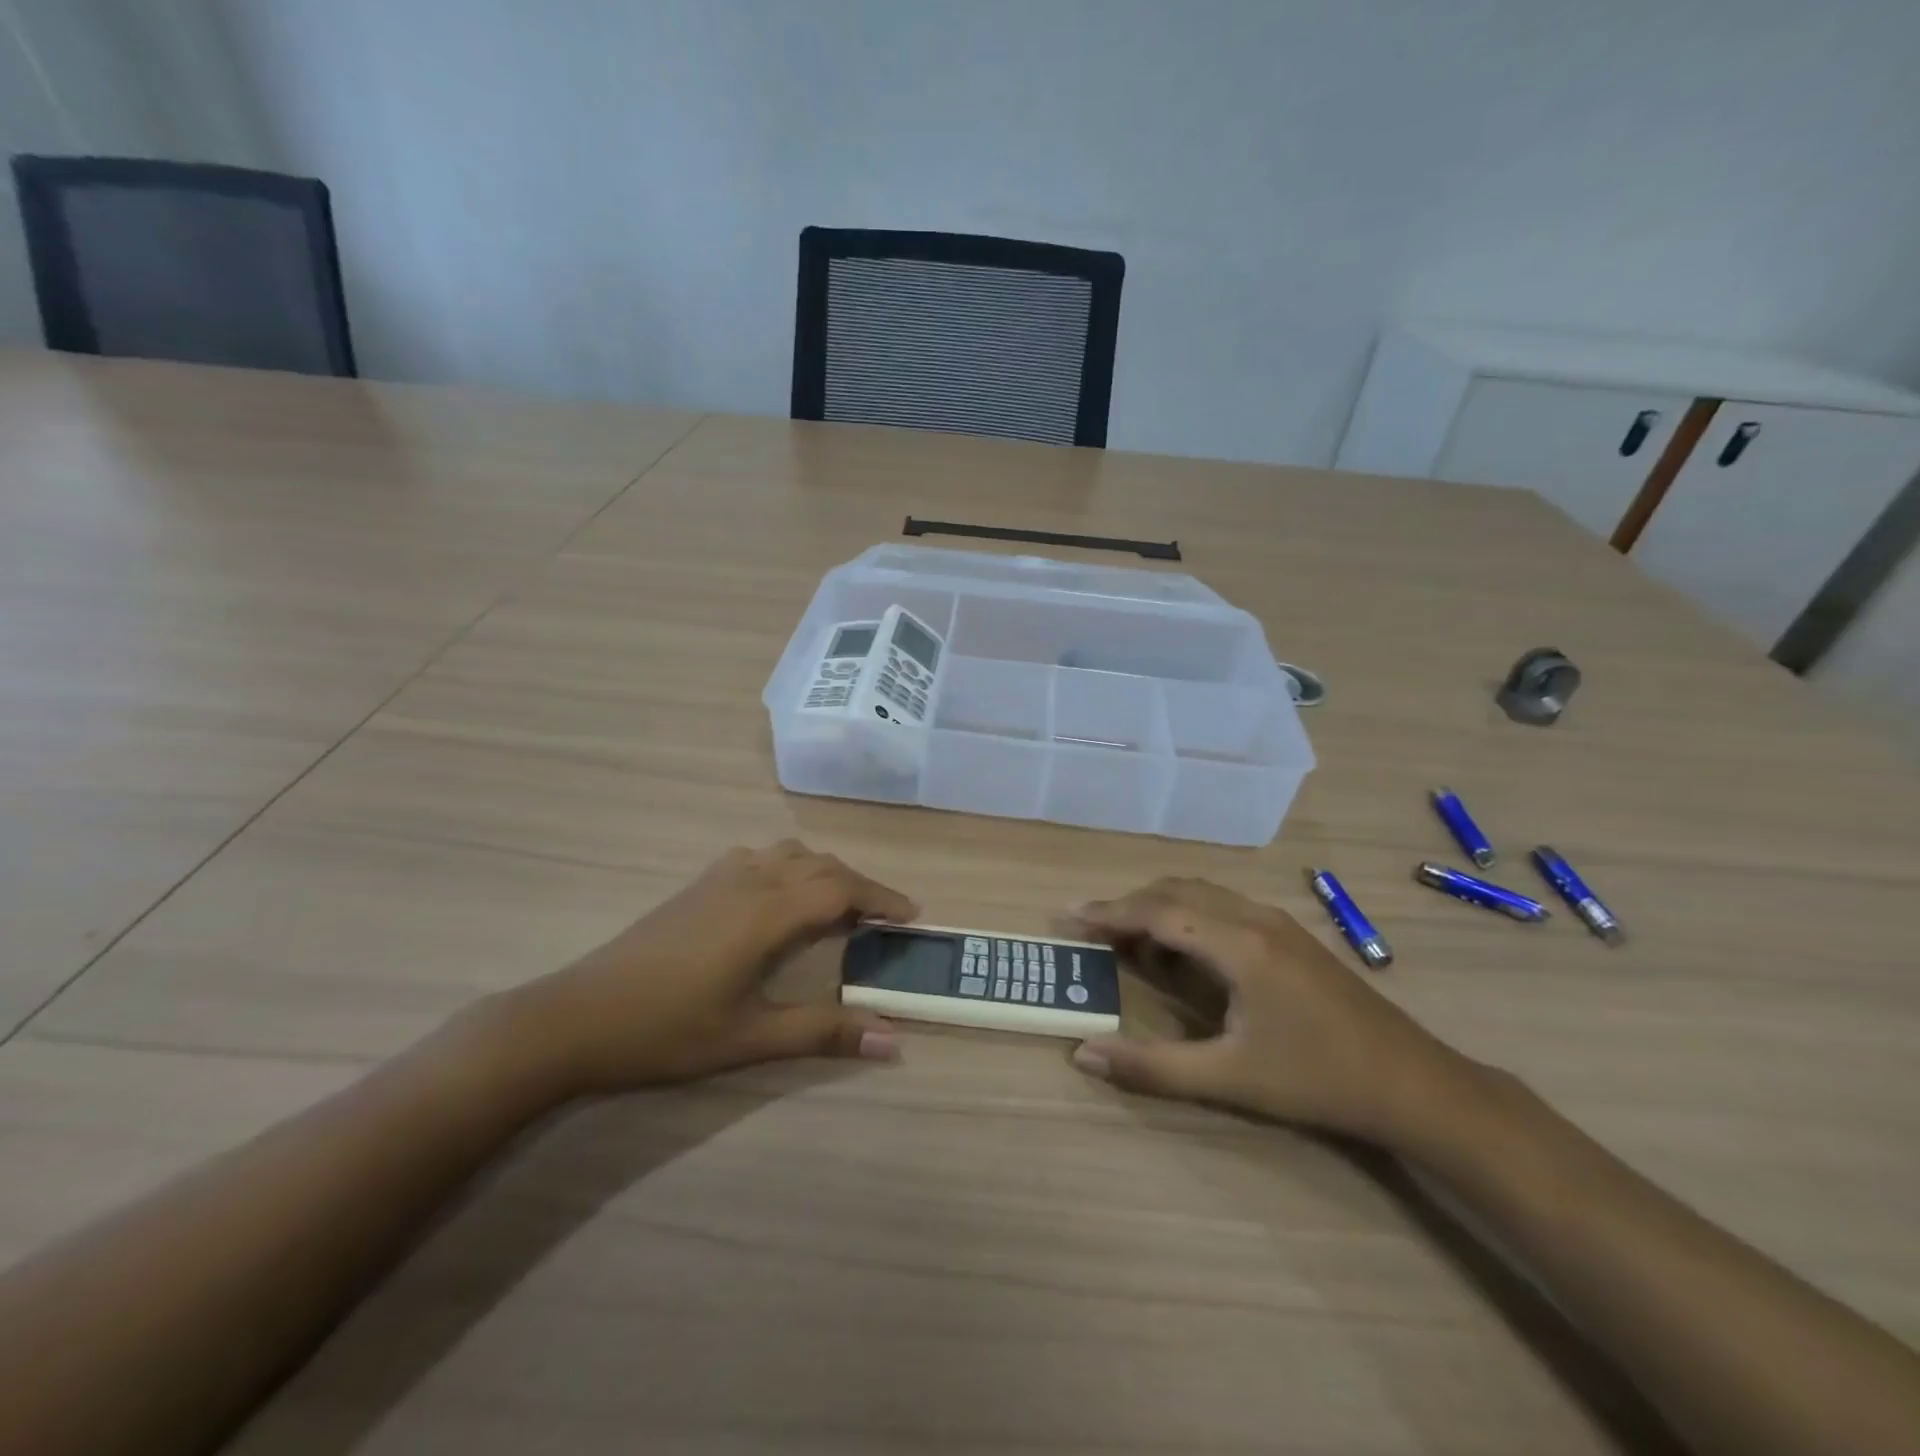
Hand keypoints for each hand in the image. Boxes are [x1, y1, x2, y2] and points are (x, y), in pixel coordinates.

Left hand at [499, 841, 916, 1098]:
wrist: (575, 1017)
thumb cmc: (667, 1030)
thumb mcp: (750, 1038)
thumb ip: (823, 1033)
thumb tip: (892, 1040)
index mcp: (767, 913)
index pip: (841, 890)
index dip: (881, 898)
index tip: (912, 916)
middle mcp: (749, 881)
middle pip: (821, 865)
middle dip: (860, 885)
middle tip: (884, 918)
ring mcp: (719, 878)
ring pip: (789, 854)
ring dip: (824, 871)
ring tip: (839, 905)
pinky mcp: (696, 885)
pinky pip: (760, 857)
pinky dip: (789, 867)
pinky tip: (779, 898)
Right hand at [1069, 878, 1465, 1140]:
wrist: (1415, 1084)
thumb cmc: (1318, 1080)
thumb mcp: (1230, 1078)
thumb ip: (1152, 1067)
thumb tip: (1083, 1055)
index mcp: (1238, 944)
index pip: (1157, 912)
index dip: (1108, 913)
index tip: (1067, 918)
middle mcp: (1254, 917)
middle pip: (1174, 892)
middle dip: (1127, 907)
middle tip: (1089, 932)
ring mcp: (1275, 922)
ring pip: (1200, 894)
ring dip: (1158, 909)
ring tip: (1126, 943)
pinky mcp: (1288, 935)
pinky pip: (1221, 907)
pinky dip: (1186, 917)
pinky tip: (1182, 955)